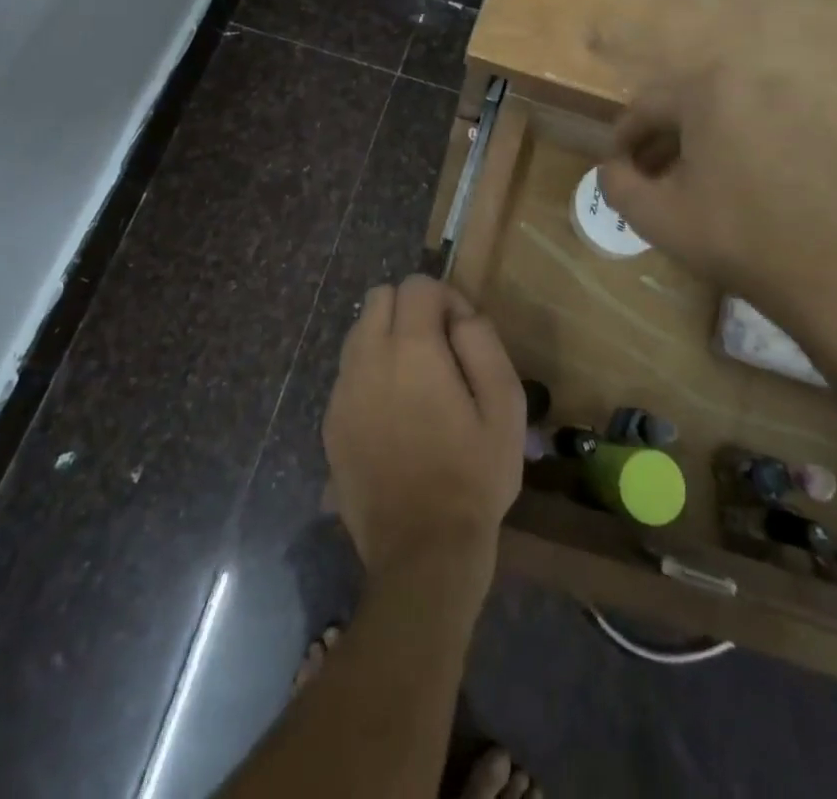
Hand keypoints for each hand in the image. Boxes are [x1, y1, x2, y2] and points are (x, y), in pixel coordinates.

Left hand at [324, 276, 524, 582]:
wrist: (421, 552)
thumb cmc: (474, 477)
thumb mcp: (506, 406)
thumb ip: (483, 343)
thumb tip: (460, 316)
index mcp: (411, 349)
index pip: (417, 284)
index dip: (446, 298)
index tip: (462, 334)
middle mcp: (367, 359)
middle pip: (379, 297)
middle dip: (411, 309)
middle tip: (439, 350)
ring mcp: (342, 391)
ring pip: (358, 331)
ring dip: (387, 338)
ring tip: (416, 381)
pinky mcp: (330, 422)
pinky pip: (348, 372)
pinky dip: (370, 372)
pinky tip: (395, 414)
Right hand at [597, 65, 836, 354]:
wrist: (834, 275)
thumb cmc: (734, 237)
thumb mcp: (654, 215)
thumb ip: (616, 182)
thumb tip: (612, 167)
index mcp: (709, 91)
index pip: (645, 106)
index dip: (622, 139)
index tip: (614, 170)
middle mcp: (753, 80)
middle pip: (686, 105)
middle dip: (659, 140)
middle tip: (646, 178)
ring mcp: (794, 102)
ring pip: (724, 114)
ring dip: (696, 143)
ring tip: (686, 185)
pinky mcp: (821, 129)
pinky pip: (760, 126)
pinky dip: (735, 146)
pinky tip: (732, 187)